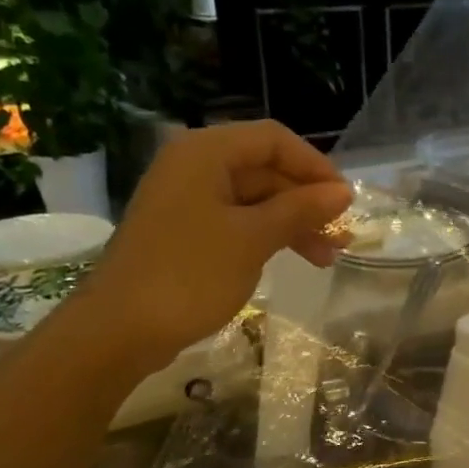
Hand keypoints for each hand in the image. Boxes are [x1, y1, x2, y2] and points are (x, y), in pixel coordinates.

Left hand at [88, 122, 351, 360]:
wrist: (123, 328)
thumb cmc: (191, 274)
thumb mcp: (253, 239)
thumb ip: (300, 210)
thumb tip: (342, 192)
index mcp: (205, 152)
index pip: (273, 140)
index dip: (315, 166)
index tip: (346, 201)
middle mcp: (194, 166)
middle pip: (264, 170)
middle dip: (306, 202)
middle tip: (341, 239)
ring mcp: (187, 200)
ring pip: (254, 200)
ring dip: (292, 224)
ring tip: (326, 259)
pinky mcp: (185, 232)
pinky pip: (236, 222)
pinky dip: (267, 237)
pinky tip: (290, 259)